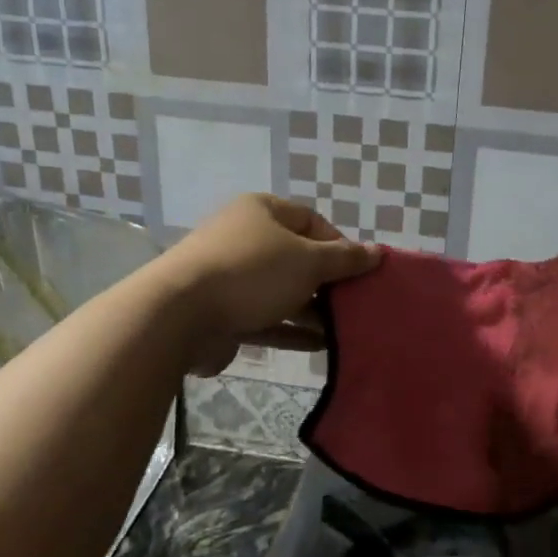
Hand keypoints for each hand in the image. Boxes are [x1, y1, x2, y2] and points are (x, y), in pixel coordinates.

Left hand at [155, 194, 378, 374]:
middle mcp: (245, 239)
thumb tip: (377, 252)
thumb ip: (345, 259)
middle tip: (355, 303)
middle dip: (327, 281)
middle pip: (297, 257)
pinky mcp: (223, 313)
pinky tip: (321, 345)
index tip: (361, 271)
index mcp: (261, 212)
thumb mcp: (308, 261)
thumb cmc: (252, 273)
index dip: (340, 244)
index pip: (311, 220)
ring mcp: (231, 277)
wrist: (180, 315)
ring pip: (282, 291)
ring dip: (312, 310)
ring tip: (345, 329)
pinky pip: (266, 319)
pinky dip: (291, 330)